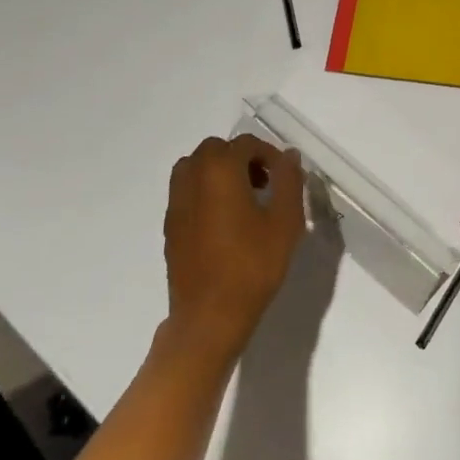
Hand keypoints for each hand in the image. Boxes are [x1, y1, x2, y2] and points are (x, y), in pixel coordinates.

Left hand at [163, 135, 305, 363]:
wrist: (209, 316)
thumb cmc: (252, 265)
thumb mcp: (285, 221)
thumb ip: (288, 180)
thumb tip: (288, 155)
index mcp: (220, 170)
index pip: (245, 144)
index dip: (269, 155)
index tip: (285, 178)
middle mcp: (192, 177)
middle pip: (216, 149)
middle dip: (242, 159)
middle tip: (265, 185)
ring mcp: (176, 202)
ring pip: (196, 167)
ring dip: (220, 172)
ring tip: (244, 199)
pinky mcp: (170, 225)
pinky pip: (187, 191)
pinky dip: (206, 191)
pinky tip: (225, 221)